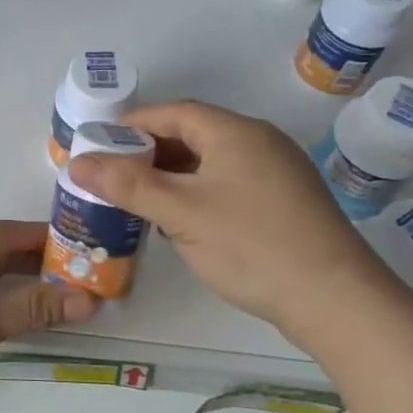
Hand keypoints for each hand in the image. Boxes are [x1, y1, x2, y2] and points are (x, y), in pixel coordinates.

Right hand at [68, 100, 394, 331]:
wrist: (336, 300)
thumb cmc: (251, 245)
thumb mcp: (180, 213)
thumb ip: (126, 184)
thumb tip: (76, 163)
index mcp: (235, 132)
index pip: (173, 112)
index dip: (132, 124)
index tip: (99, 145)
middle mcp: (259, 142)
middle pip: (192, 134)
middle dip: (148, 152)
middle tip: (111, 176)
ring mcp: (277, 173)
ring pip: (211, 162)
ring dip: (172, 175)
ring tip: (137, 199)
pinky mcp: (285, 203)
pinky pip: (229, 184)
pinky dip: (197, 193)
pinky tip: (180, 221)